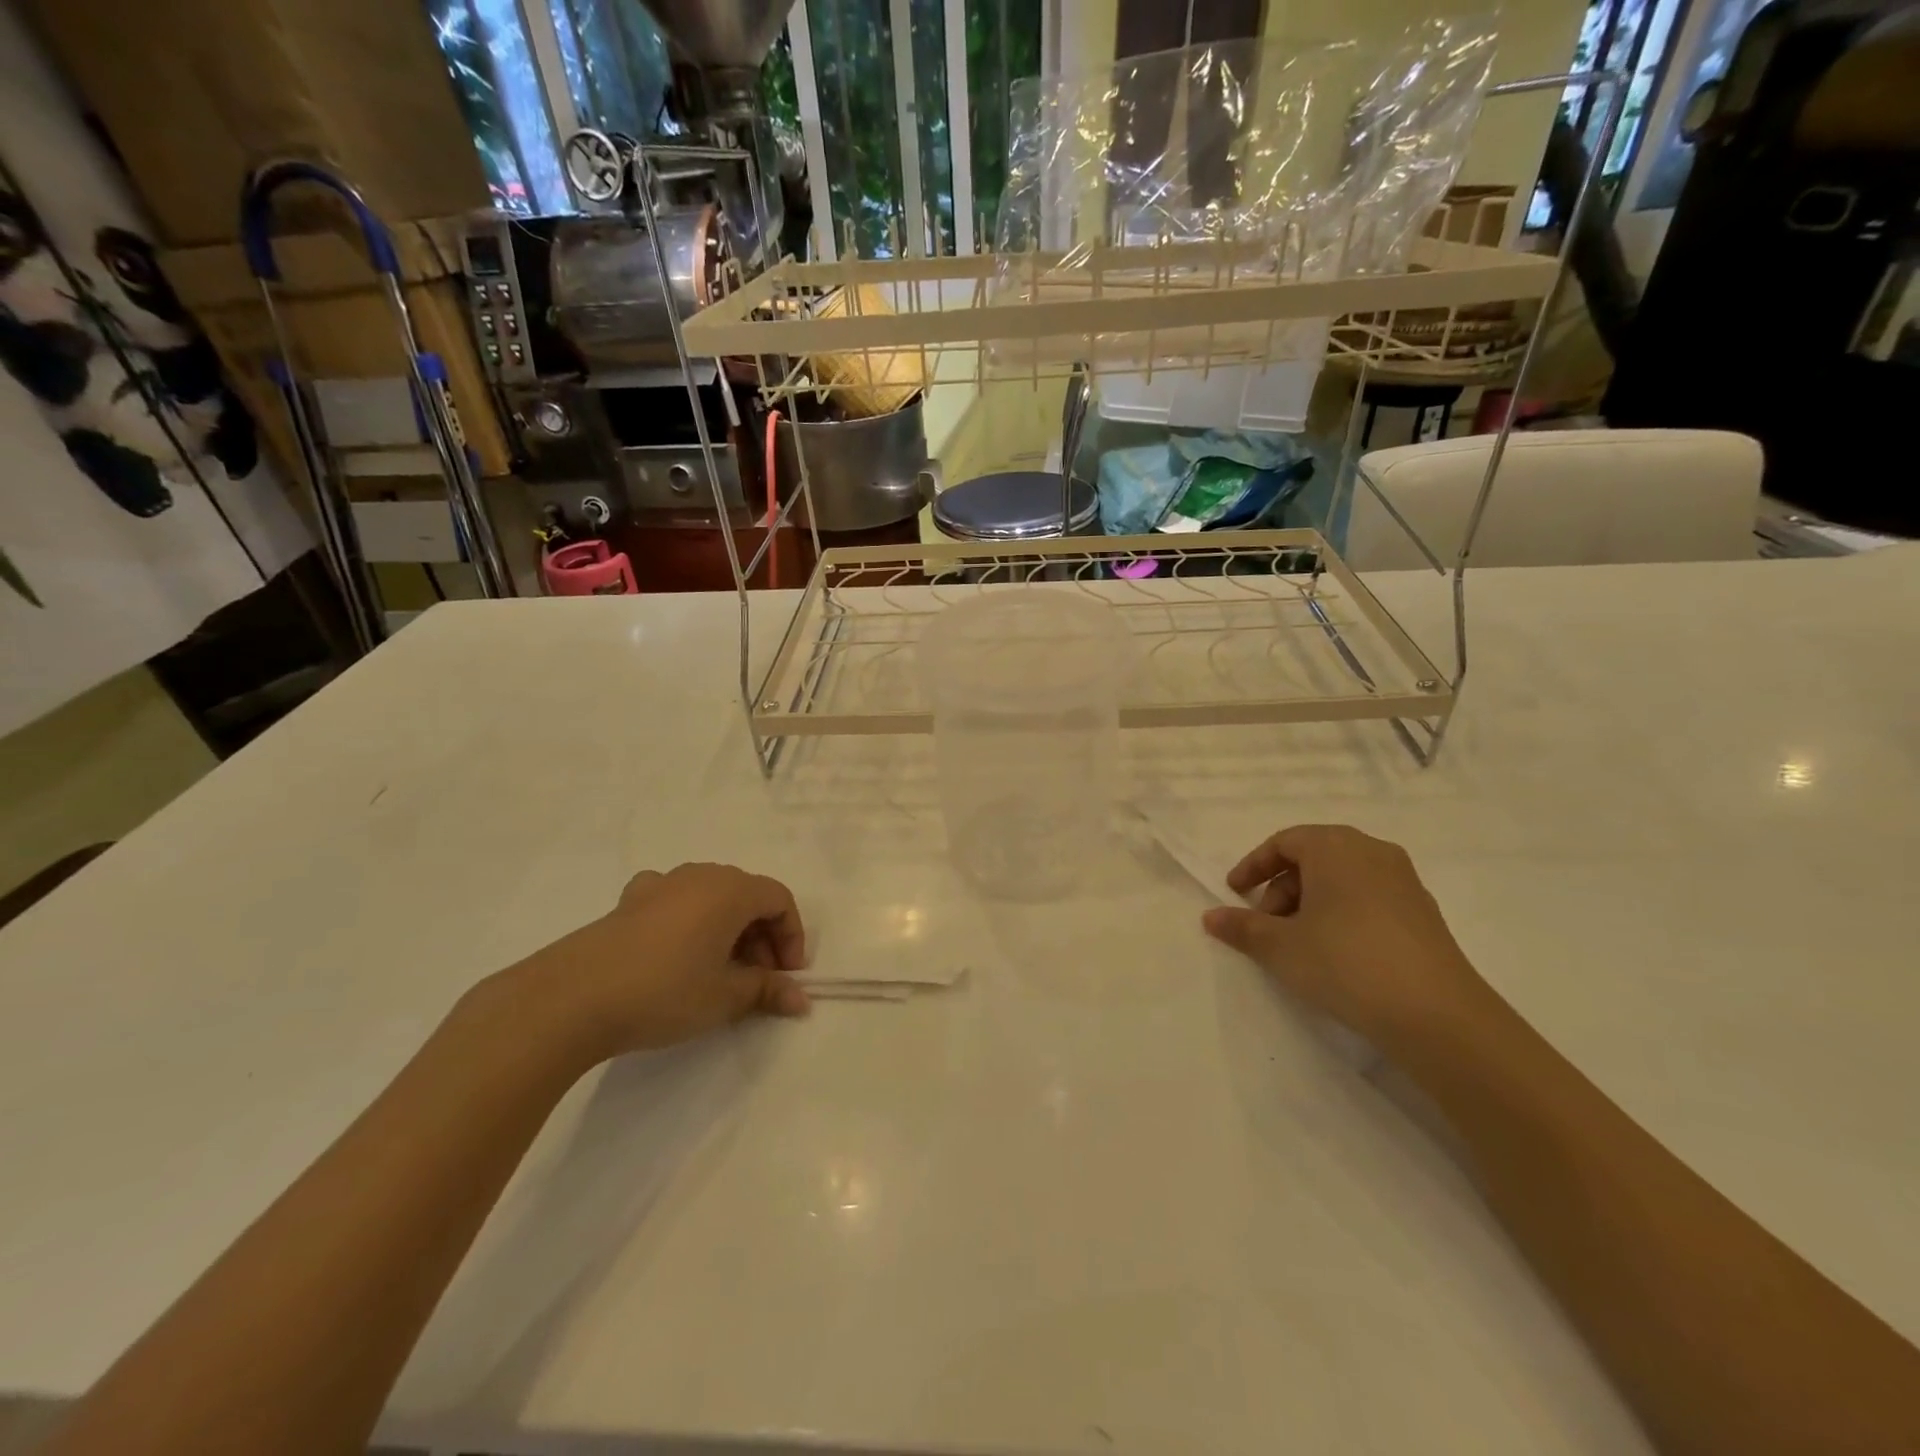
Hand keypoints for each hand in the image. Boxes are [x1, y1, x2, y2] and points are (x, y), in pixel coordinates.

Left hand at [507, 862, 811, 1063]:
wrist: (572, 998)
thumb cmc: (665, 991)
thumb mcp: (726, 997)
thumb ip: (768, 991)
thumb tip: (800, 999)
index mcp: (730, 890)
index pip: (779, 899)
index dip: (791, 936)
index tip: (786, 976)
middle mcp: (699, 876)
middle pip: (747, 895)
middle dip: (761, 936)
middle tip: (757, 979)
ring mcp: (660, 884)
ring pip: (710, 897)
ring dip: (727, 930)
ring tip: (718, 972)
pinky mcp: (628, 902)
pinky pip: (673, 901)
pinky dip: (687, 922)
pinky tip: (675, 952)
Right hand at [1200, 824, 1492, 1048]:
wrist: (1437, 1015)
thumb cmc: (1345, 962)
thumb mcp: (1280, 946)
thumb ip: (1242, 927)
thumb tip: (1211, 917)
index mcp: (1335, 847)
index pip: (1284, 842)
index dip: (1253, 866)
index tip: (1234, 894)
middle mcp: (1372, 852)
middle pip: (1313, 858)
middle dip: (1281, 888)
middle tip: (1266, 925)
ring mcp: (1404, 882)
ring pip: (1342, 879)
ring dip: (1310, 903)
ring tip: (1298, 944)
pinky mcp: (1423, 913)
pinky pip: (1368, 899)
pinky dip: (1341, 915)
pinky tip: (1335, 954)